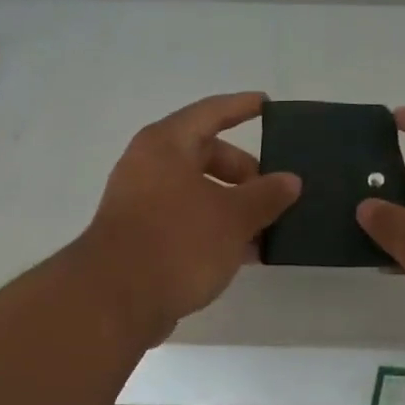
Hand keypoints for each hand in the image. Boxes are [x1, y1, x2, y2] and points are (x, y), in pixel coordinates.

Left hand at [78, 93, 300, 342]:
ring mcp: (141, 203)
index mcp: (166, 145)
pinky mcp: (141, 237)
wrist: (115, 300)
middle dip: (244, 172)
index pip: (210, 113)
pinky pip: (186, 220)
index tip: (267, 103)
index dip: (241, 107)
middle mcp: (149, 166)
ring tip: (269, 228)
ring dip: (233, 206)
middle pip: (205, 154)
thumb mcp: (233, 217)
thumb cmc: (177, 242)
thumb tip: (290, 180)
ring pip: (197, 192)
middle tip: (276, 193)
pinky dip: (215, 229)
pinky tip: (245, 253)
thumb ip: (265, 195)